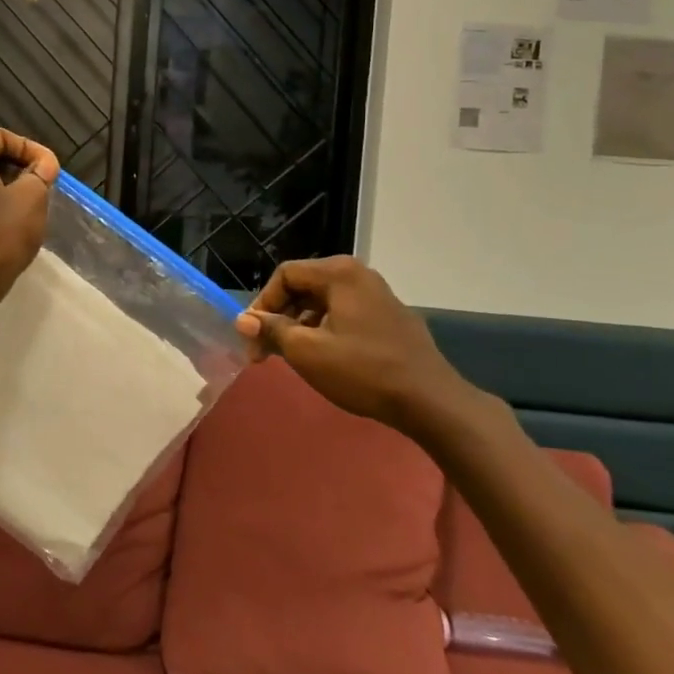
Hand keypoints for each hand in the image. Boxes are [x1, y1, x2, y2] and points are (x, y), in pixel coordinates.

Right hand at [235, 256, 462, 429]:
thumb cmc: (363, 371)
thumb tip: (243, 320)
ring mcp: (378, 295)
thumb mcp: (307, 352)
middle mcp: (359, 275)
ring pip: (323, 303)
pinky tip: (324, 359)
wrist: (430, 400)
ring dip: (300, 327)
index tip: (252, 339)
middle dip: (280, 318)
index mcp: (339, 273)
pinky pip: (345, 314)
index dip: (262, 305)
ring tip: (291, 358)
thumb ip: (272, 330)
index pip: (285, 275)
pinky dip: (325, 331)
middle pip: (304, 287)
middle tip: (265, 353)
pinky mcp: (389, 318)